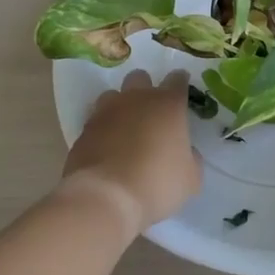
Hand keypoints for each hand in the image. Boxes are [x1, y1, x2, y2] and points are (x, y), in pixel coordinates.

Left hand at [62, 70, 201, 235]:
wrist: (105, 198)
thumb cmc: (156, 183)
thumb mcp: (190, 178)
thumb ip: (191, 158)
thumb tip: (185, 152)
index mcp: (167, 105)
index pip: (177, 79)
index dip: (180, 82)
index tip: (182, 90)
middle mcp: (136, 99)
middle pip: (140, 77)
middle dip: (146, 88)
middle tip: (152, 111)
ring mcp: (106, 112)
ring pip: (113, 95)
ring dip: (120, 106)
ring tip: (125, 128)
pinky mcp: (84, 130)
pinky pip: (96, 121)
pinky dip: (103, 129)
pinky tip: (107, 148)